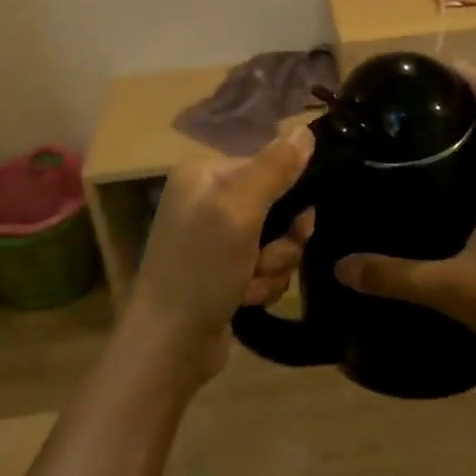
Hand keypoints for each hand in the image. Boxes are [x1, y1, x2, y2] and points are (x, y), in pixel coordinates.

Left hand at [126, 126, 315, 379]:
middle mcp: (207, 199)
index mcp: (205, 174)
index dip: (291, 197)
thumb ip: (275, 168)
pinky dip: (261, 285)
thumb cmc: (201, 270)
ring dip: (272, 267)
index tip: (299, 225)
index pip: (270, 166)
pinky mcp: (222, 270)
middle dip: (281, 241)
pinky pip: (264, 266)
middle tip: (266, 260)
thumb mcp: (239, 212)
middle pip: (277, 205)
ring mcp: (213, 237)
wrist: (169, 346)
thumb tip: (306, 129)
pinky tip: (243, 299)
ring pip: (276, 240)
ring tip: (248, 286)